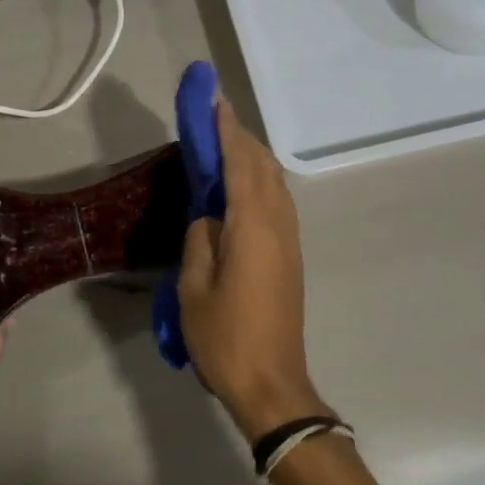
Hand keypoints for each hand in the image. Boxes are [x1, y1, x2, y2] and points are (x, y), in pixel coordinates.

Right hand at [179, 100, 331, 440]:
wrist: (272, 384)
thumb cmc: (225, 337)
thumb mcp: (194, 288)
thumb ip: (200, 240)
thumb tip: (209, 217)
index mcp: (252, 228)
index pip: (239, 165)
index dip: (226, 130)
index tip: (214, 100)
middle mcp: (278, 225)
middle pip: (262, 167)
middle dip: (240, 136)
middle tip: (214, 115)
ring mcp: (289, 241)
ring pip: (274, 183)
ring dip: (251, 156)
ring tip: (226, 141)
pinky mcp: (290, 256)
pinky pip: (276, 201)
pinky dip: (258, 179)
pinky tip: (242, 183)